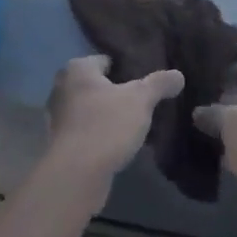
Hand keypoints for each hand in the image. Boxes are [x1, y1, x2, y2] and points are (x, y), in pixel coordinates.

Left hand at [45, 55, 184, 183]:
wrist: (75, 175)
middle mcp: (62, 88)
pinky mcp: (60, 143)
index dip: (128, 69)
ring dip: (108, 115)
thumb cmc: (106, 126)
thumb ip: (159, 84)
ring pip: (91, 109)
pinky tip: (119, 144)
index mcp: (77, 69)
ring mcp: (57, 117)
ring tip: (134, 125)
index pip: (107, 61)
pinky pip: (86, 131)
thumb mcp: (140, 100)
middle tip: (143, 103)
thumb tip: (178, 75)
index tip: (146, 82)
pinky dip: (100, 134)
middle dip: (118, 93)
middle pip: (98, 85)